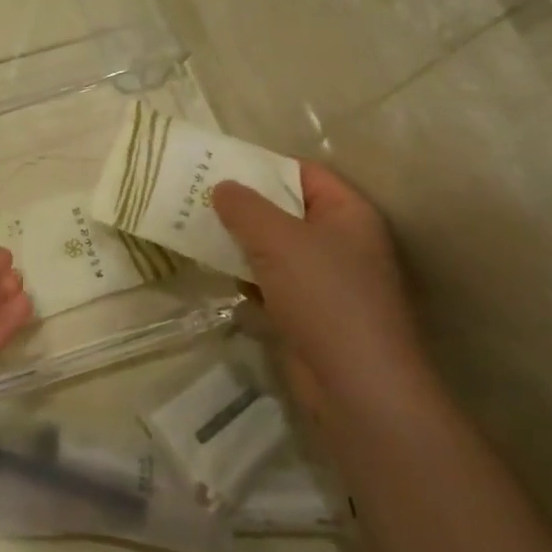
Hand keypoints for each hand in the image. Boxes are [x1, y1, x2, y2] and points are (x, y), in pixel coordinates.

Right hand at [213, 164, 429, 419]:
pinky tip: (219, 273)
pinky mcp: (309, 312)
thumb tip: (221, 186)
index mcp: (348, 213)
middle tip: (197, 197)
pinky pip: (272, 282)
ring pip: (276, 248)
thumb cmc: (324, 297)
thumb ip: (246, 208)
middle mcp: (341, 241)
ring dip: (241, 242)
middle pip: (287, 210)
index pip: (304, 173)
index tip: (219, 167)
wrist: (355, 384)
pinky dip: (248, 277)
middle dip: (245, 206)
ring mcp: (327, 280)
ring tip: (196, 230)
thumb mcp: (279, 240)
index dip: (264, 167)